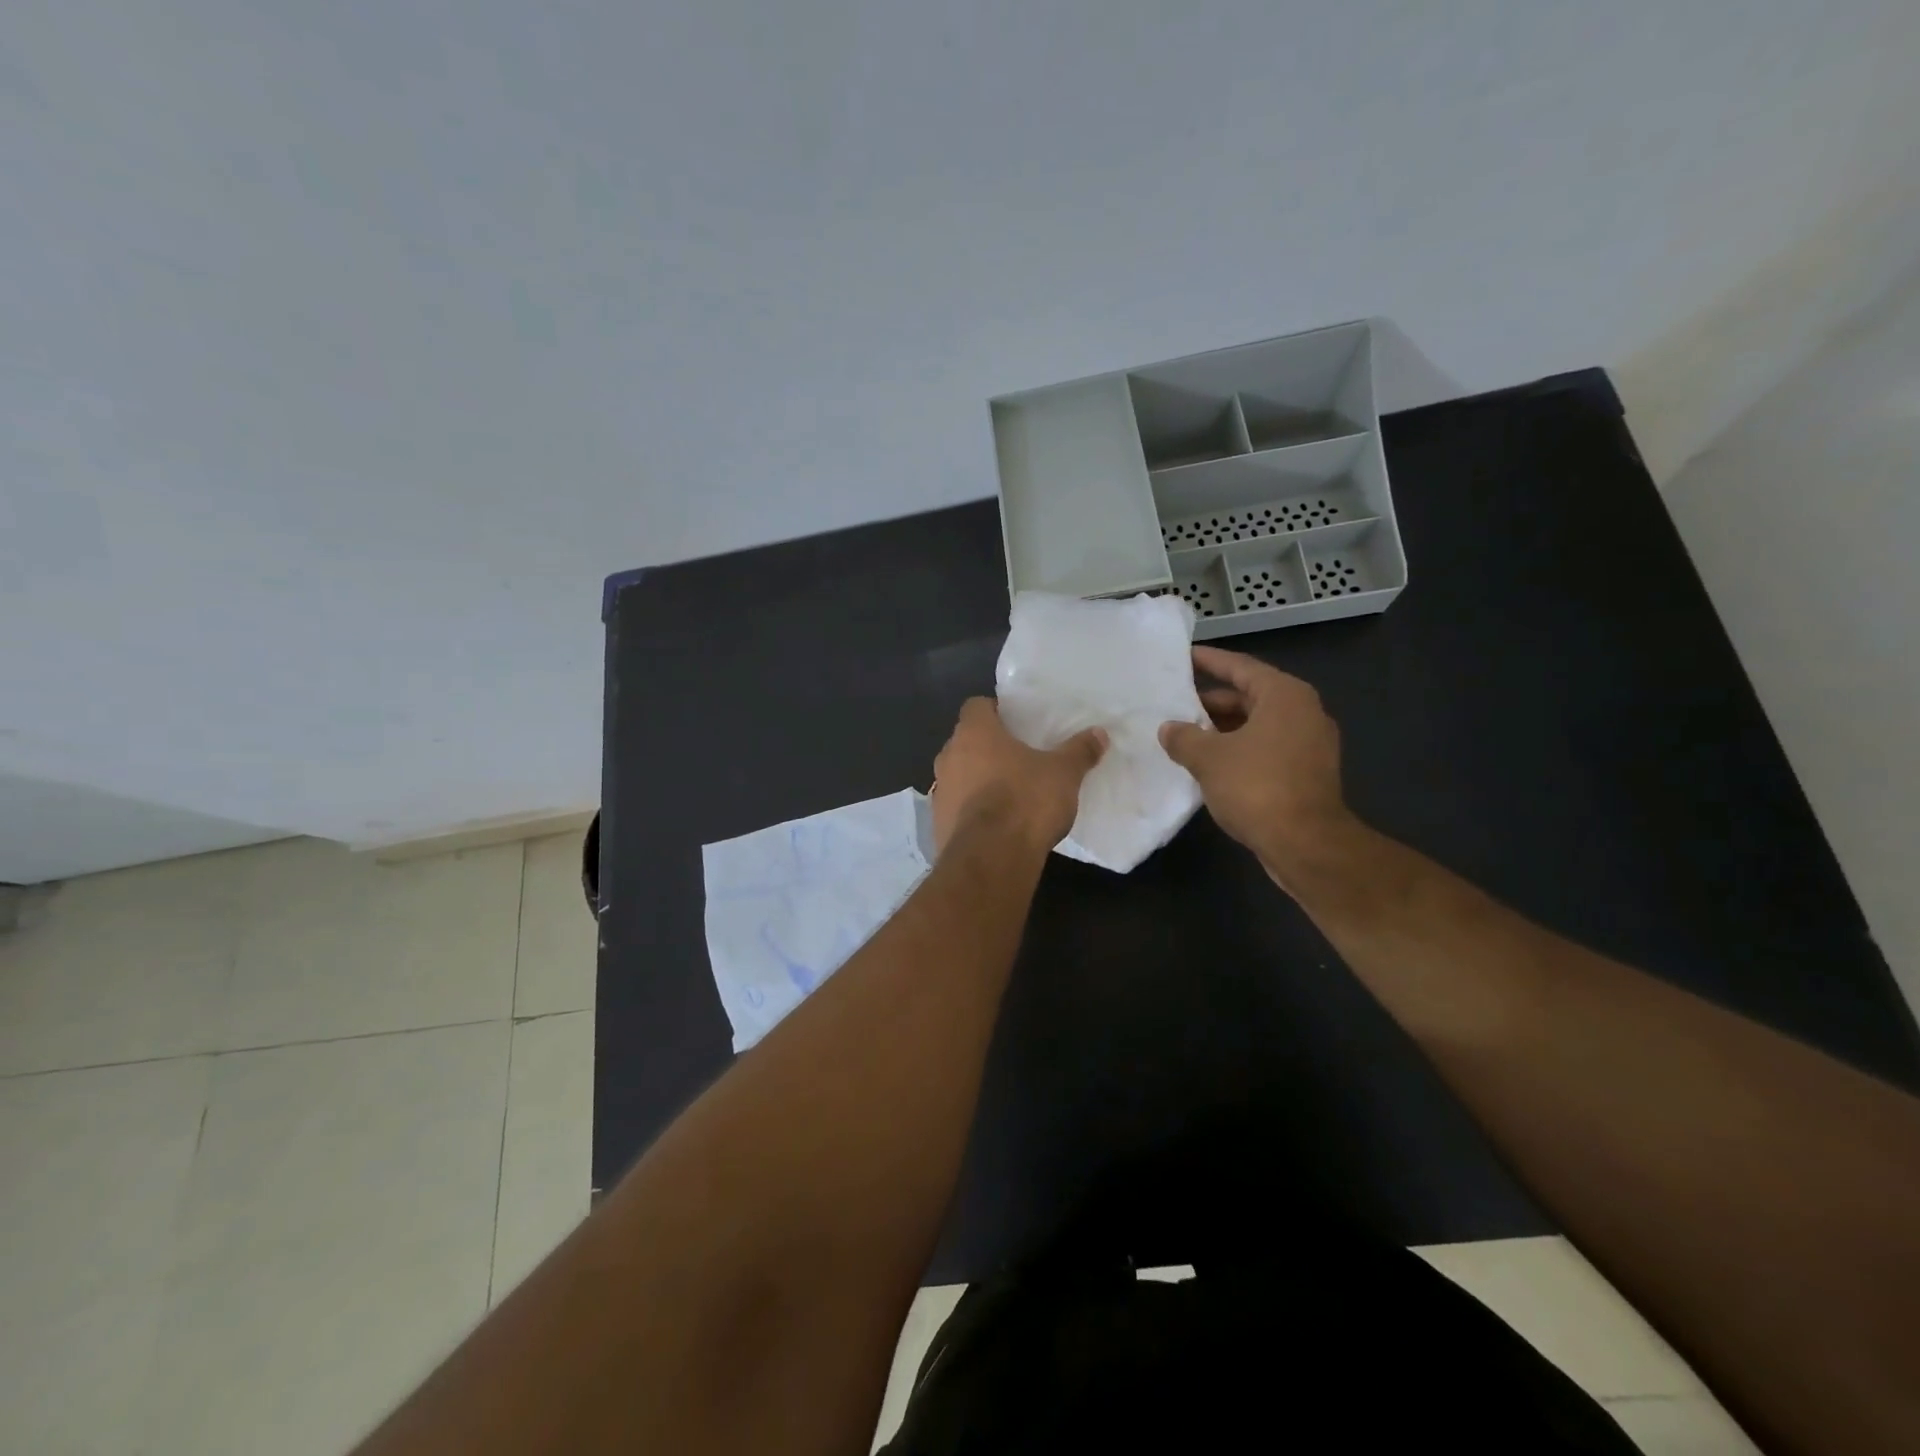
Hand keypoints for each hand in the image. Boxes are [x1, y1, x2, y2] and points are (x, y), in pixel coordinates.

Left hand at [931, 697, 1106, 856]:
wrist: (991, 858)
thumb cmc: (1026, 801)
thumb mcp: (1063, 773)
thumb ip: (1079, 751)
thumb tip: (1099, 733)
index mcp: (974, 733)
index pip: (976, 706)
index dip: (995, 711)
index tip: (1017, 724)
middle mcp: (949, 756)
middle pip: (966, 742)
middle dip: (988, 748)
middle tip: (1018, 759)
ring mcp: (939, 792)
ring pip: (959, 775)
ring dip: (977, 781)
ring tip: (1008, 794)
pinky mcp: (938, 824)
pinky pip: (956, 808)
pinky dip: (971, 812)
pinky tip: (996, 825)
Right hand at [1158, 647, 1352, 881]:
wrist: (1306, 844)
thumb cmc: (1257, 786)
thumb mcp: (1208, 758)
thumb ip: (1184, 737)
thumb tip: (1169, 729)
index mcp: (1284, 696)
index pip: (1241, 667)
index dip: (1210, 661)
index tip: (1184, 656)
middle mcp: (1303, 712)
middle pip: (1251, 696)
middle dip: (1212, 701)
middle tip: (1176, 702)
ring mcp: (1310, 744)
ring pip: (1258, 725)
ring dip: (1223, 729)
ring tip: (1186, 734)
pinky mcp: (1308, 773)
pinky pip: (1266, 749)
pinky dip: (1239, 750)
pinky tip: (1209, 763)